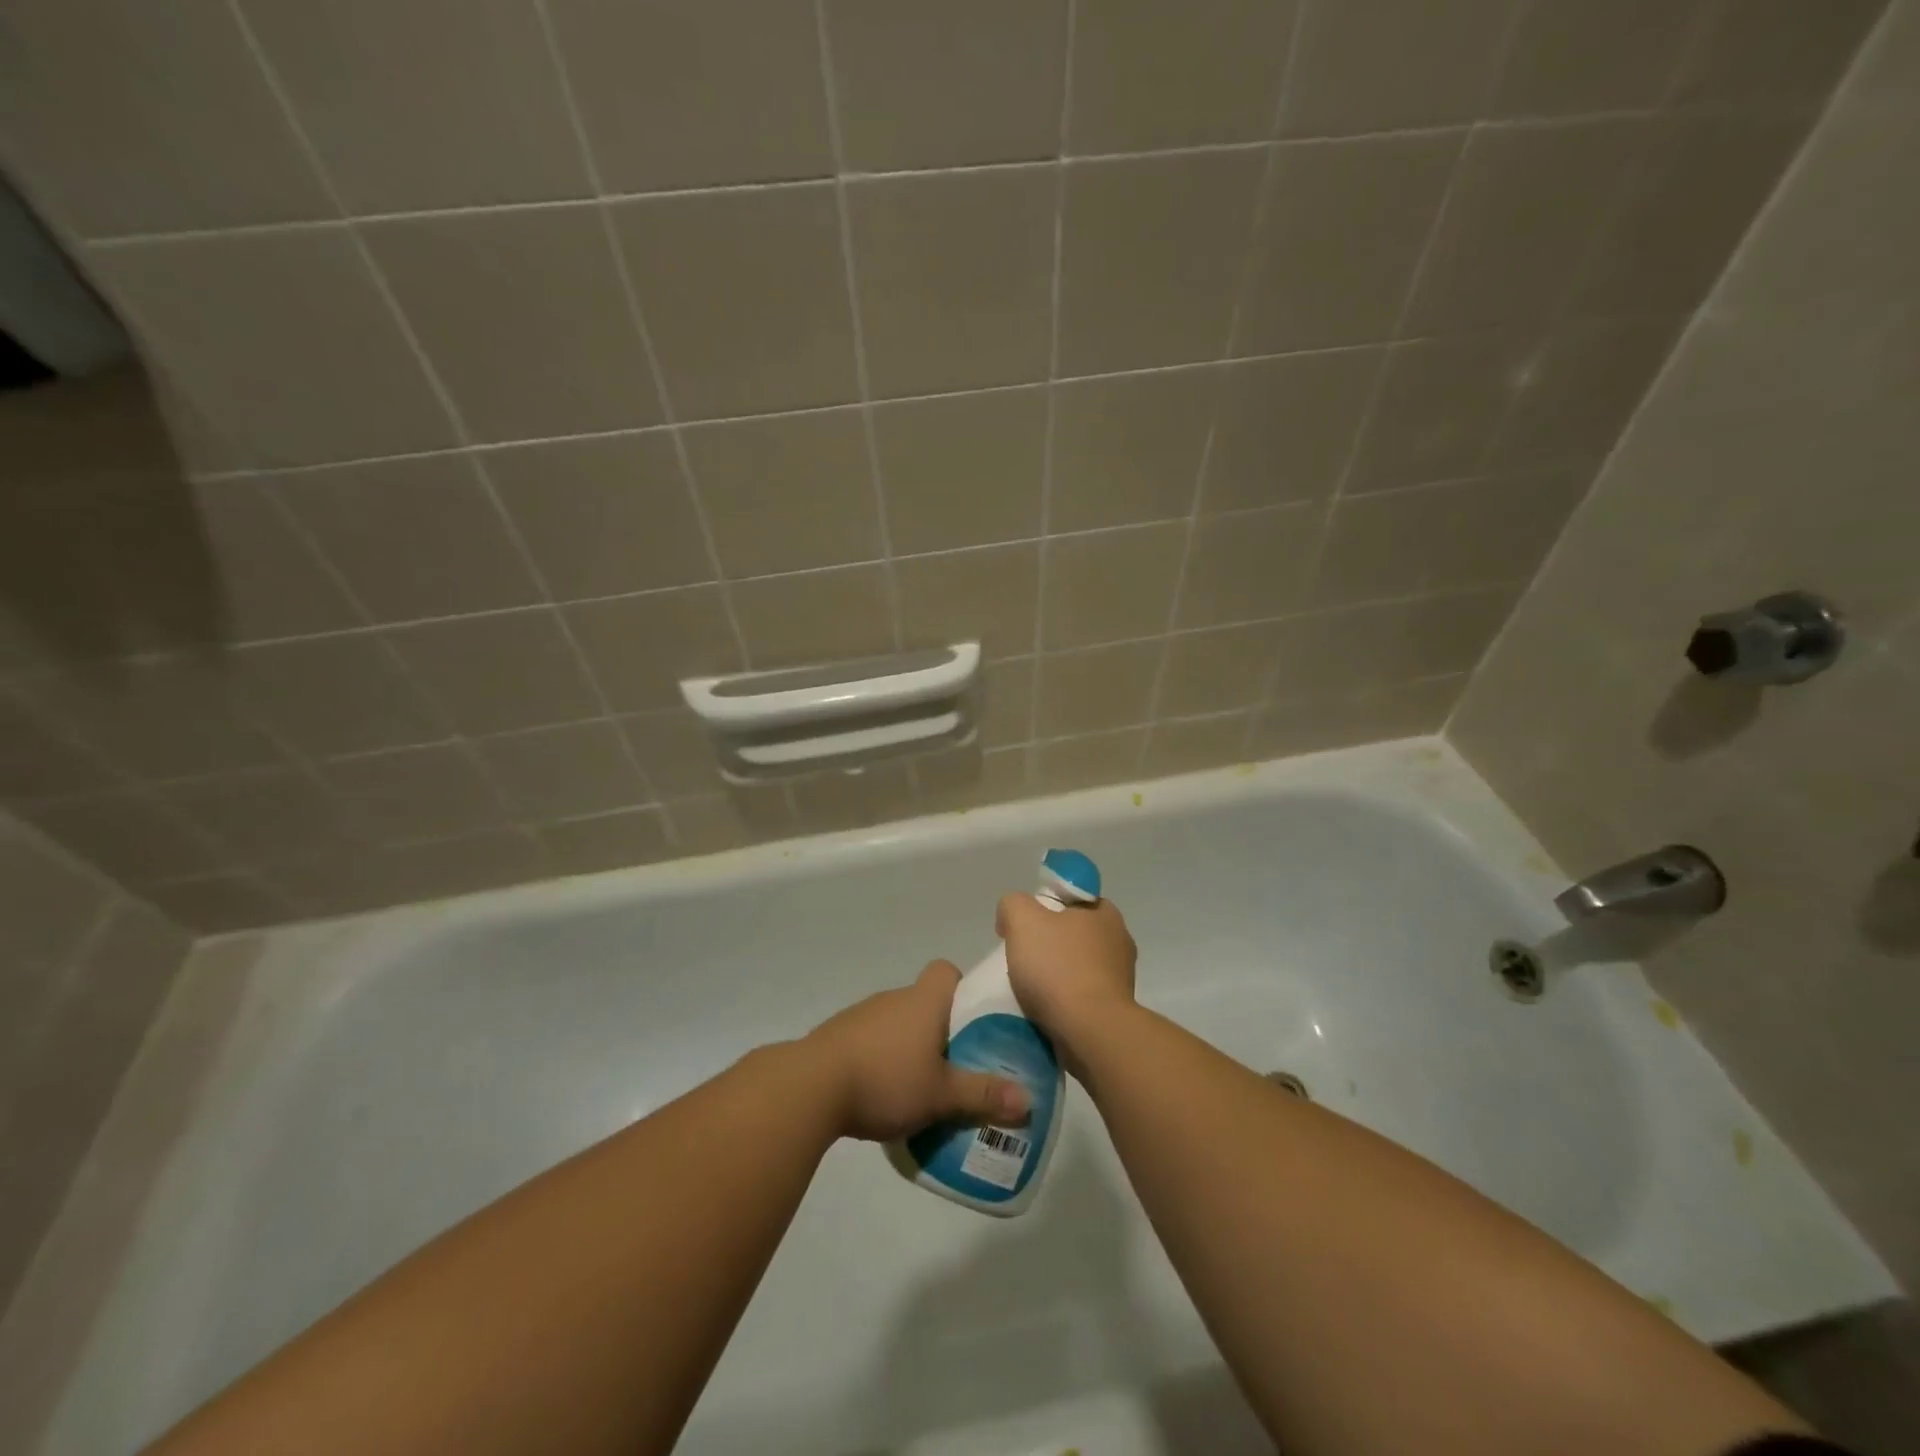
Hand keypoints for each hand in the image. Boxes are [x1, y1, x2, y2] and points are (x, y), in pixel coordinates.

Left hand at [804, 961, 1030, 1142]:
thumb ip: (983, 1095)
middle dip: (942, 1030)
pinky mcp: (839, 1036)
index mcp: (923, 1000)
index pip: (946, 970)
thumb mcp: (941, 1094)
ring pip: (898, 1023)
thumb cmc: (886, 1079)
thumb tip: (1028, 1100)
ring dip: (910, 1047)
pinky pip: (872, 1040)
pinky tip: (884, 1094)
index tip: (972, 1020)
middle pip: (926, 1001)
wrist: (810, 1086)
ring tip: (923, 1087)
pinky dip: (882, 1059)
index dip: (962, 988)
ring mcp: (862, 1015)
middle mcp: (894, 998)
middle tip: (958, 1065)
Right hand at [997, 894, 1137, 1065]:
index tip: (1027, 927)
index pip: (1074, 899)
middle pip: (1075, 934)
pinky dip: (1065, 1002)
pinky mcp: (1116, 1011)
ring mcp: (1122, 979)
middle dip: (1051, 944)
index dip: (1047, 907)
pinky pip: (1083, 998)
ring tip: (1031, 990)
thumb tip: (1011, 916)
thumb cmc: (1059, 968)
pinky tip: (1045, 1011)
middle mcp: (1120, 941)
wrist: (1090, 1033)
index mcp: (1105, 913)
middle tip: (1024, 958)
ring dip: (1058, 976)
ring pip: (1079, 968)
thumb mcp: (1023, 919)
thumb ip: (1013, 905)